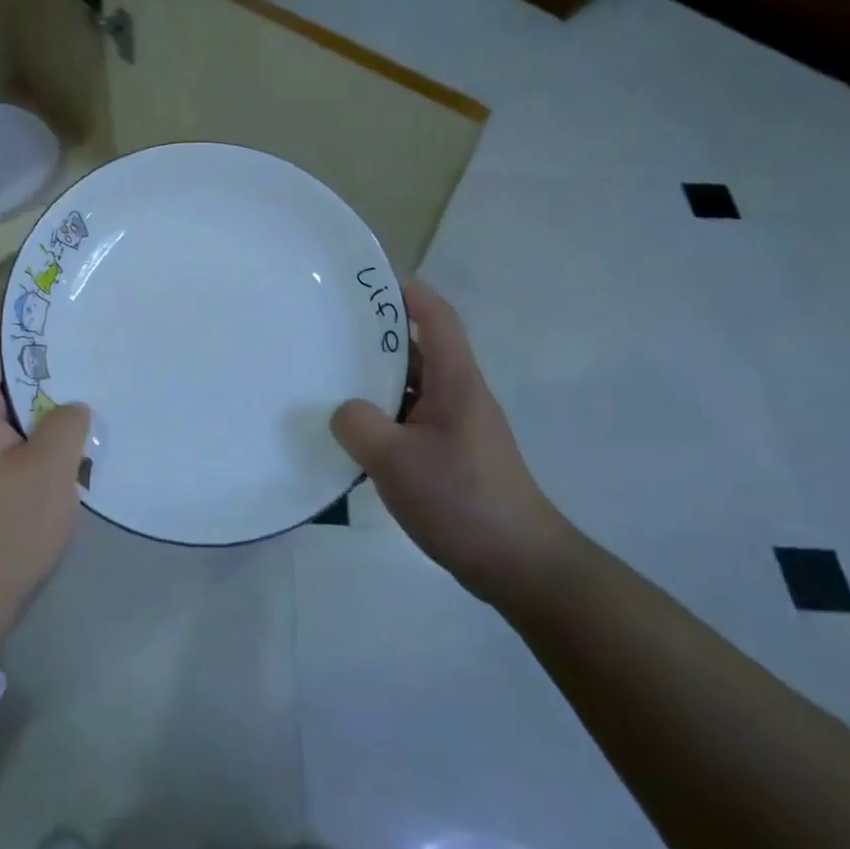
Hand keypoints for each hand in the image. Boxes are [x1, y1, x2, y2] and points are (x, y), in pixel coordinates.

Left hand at [0, 307, 91, 653]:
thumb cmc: (7, 528)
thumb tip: (74, 407)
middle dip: (25, 344)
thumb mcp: (47, 471)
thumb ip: (65, 426)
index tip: (23, 289)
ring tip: (79, 361)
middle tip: (66, 321)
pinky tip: (76, 421)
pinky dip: (45, 418)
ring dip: (39, 383)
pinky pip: (22, 433)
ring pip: (12, 405)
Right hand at [330, 279, 573, 610]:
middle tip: (330, 332)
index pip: (438, 318)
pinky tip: (352, 435)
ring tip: (330, 380)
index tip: (368, 283)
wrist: (519, 565)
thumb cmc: (463, 500)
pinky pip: (410, 421)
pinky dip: (383, 418)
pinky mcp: (450, 456)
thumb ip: (360, 427)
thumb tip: (344, 410)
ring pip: (412, 389)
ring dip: (377, 382)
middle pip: (420, 350)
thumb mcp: (397, 461)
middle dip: (379, 337)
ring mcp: (455, 428)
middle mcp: (458, 396)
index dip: (408, 292)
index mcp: (456, 382)